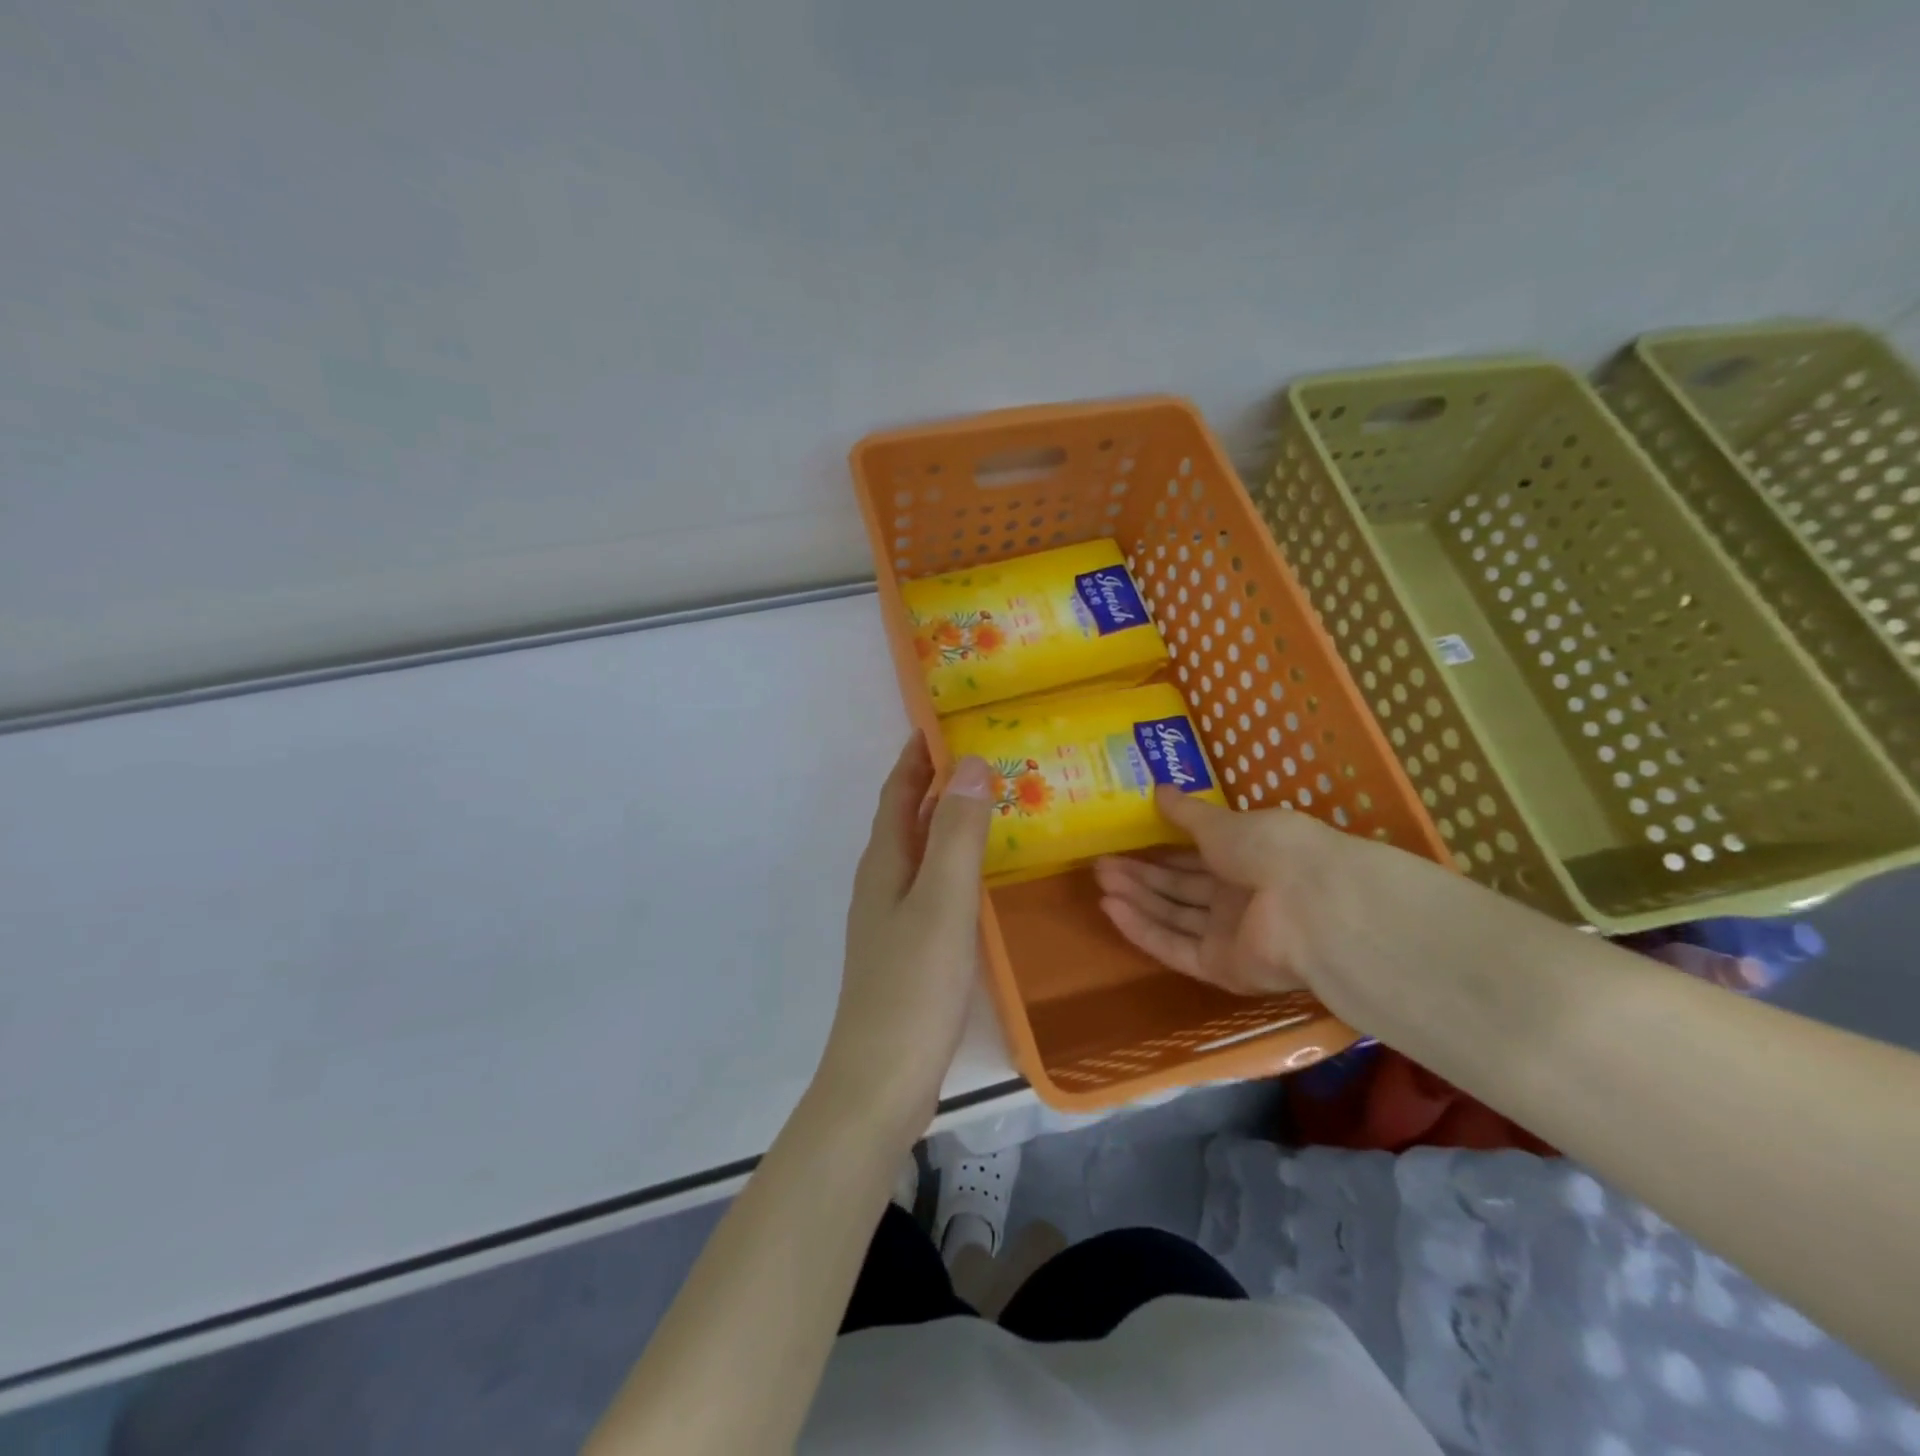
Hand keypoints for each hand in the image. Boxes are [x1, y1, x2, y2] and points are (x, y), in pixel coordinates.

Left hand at [815, 734, 992, 1143]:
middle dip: (937, 783)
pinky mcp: (908, 950)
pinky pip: (932, 885)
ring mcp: (892, 919)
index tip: (946, 721)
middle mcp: (882, 882)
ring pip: (921, 852)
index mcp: (884, 862)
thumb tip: (972, 763)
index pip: (898, 791)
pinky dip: (955, 863)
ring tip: (994, 805)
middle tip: (987, 757)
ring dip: (948, 822)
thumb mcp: (942, 902)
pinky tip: (983, 877)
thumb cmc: (913, 986)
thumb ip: (958, 834)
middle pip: (907, 818)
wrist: (881, 1081)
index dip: (917, 755)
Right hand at [1094, 785, 1438, 1029]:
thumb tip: (1159, 788)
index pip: (1196, 857)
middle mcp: (1240, 898)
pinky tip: (1111, 909)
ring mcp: (1232, 935)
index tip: (1124, 842)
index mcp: (1249, 858)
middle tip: (1101, 863)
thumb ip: (1187, 813)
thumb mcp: (1223, 823)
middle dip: (1141, 875)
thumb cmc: (1271, 848)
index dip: (1160, 851)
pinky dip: (1143, 929)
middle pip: (1180, 889)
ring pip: (1174, 916)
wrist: (1312, 905)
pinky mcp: (1222, 968)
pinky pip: (1176, 947)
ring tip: (1099, 881)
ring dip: (1136, 899)